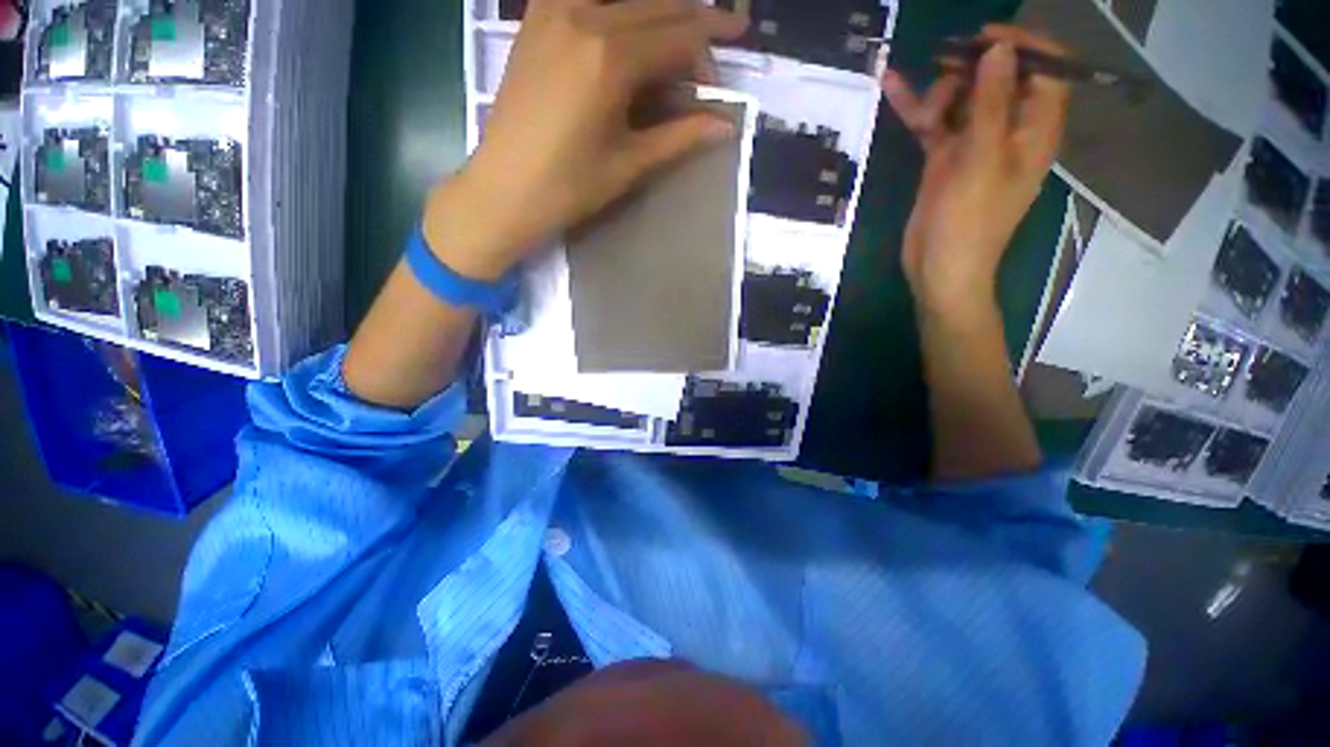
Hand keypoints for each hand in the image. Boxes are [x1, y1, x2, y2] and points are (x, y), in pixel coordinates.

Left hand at [425, 0, 747, 280]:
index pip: (678, 34)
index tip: (726, 66)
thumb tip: (725, 125)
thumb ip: (679, 136)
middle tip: (716, 42)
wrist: (503, 189)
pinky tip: (628, 26)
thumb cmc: (569, 187)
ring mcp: (554, 11)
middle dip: (692, 21)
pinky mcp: (535, 19)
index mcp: (611, 57)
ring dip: (658, 10)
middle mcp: (584, 17)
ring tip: (677, 35)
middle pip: (656, 5)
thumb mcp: (629, 164)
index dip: (709, 48)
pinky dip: (617, 7)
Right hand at [882, 25, 1069, 319]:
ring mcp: (974, 143)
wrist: (939, 268)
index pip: (1044, 68)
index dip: (1020, 46)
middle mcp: (1008, 129)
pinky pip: (933, 123)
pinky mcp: (944, 158)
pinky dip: (914, 106)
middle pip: (998, 77)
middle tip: (944, 70)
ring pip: (961, 97)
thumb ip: (991, 103)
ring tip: (924, 115)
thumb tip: (999, 49)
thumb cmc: (969, 221)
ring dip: (940, 95)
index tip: (982, 39)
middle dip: (971, 70)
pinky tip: (891, 84)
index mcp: (1034, 128)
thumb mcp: (983, 160)